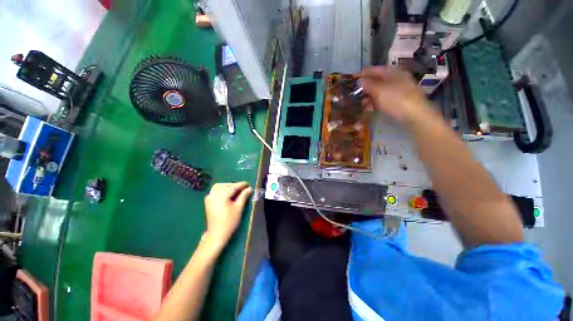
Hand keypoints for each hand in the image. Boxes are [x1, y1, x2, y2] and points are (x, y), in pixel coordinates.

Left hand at [204, 182, 252, 246]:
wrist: (217, 234)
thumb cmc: (229, 221)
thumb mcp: (238, 208)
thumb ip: (243, 196)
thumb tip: (249, 188)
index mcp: (221, 196)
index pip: (233, 187)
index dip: (241, 185)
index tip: (248, 183)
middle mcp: (214, 194)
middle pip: (226, 185)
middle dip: (235, 185)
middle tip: (243, 188)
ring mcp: (209, 197)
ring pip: (220, 186)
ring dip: (228, 186)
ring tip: (236, 190)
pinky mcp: (208, 201)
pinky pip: (215, 190)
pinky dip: (222, 189)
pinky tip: (227, 193)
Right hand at [361, 67, 429, 123]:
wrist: (413, 115)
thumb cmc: (395, 98)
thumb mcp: (378, 89)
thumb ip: (367, 84)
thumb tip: (359, 80)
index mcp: (394, 73)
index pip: (377, 69)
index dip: (366, 72)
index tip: (356, 76)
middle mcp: (397, 81)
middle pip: (378, 81)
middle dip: (366, 87)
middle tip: (356, 91)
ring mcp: (398, 93)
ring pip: (380, 92)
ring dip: (369, 97)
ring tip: (360, 102)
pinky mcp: (398, 104)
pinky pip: (383, 101)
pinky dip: (375, 104)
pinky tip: (368, 109)